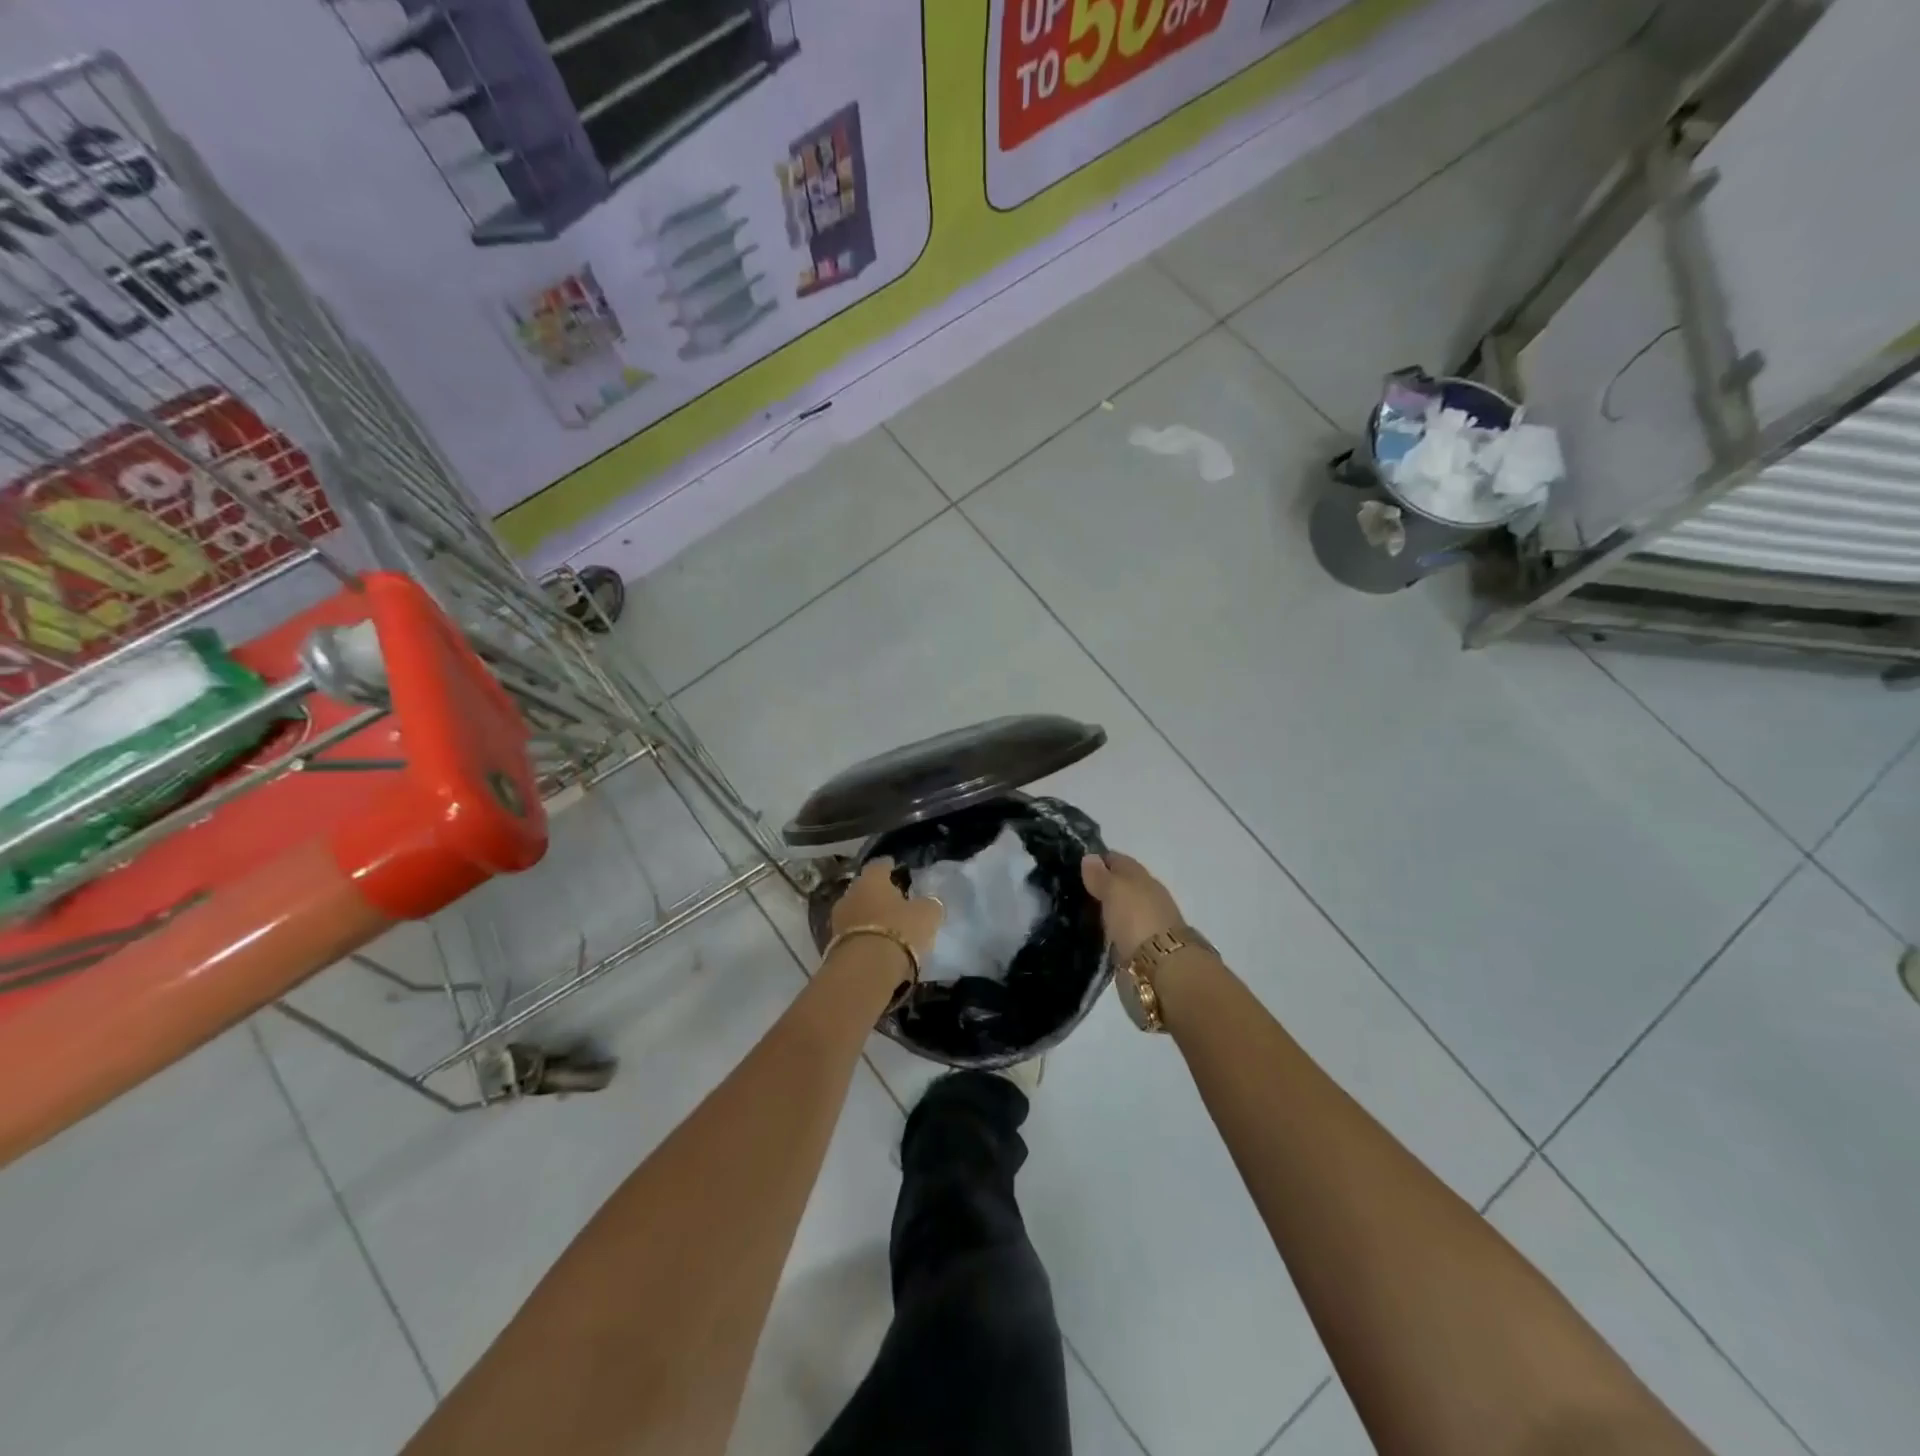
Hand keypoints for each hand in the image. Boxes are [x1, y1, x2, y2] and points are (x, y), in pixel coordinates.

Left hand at [830, 857, 944, 963]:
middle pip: (864, 889)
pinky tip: (877, 946)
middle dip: (877, 894)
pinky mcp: (834, 946)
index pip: (878, 865)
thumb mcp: (927, 915)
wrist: (865, 970)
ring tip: (887, 927)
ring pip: (856, 913)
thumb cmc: (899, 931)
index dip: (888, 866)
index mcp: (871, 880)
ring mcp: (838, 922)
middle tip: (894, 900)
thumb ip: (928, 905)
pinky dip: (864, 938)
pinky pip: (853, 936)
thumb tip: (928, 903)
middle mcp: (850, 895)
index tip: (896, 867)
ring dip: (869, 918)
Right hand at [1081, 851, 1184, 962]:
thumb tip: (1090, 857)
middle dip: (1099, 886)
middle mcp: (1146, 899)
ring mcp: (1144, 925)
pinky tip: (1090, 934)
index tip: (1075, 863)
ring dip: (1103, 911)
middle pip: (1119, 887)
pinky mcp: (1138, 950)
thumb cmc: (1137, 920)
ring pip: (1118, 911)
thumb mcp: (1115, 890)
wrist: (1161, 968)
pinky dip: (1107, 932)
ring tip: (1075, 912)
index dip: (1098, 860)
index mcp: (1142, 878)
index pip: (1118, 861)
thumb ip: (1101, 876)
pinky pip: (1118, 934)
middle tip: (1069, 889)